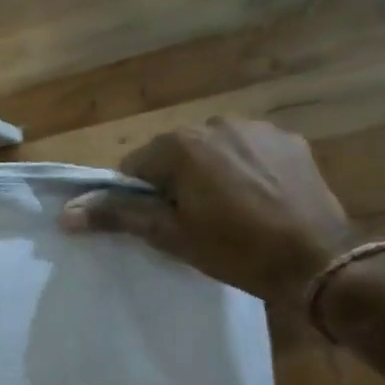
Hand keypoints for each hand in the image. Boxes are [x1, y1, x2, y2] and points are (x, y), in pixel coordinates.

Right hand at [61, 118, 356, 303]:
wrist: (319, 260)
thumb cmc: (236, 250)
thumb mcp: (171, 236)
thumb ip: (119, 215)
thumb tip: (66, 213)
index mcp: (182, 145)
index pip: (136, 167)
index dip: (140, 198)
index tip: (160, 225)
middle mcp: (216, 124)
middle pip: (175, 155)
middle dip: (176, 184)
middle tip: (194, 224)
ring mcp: (257, 129)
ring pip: (212, 151)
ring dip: (210, 174)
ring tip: (231, 214)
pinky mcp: (288, 140)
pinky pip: (248, 150)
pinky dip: (244, 170)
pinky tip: (260, 200)